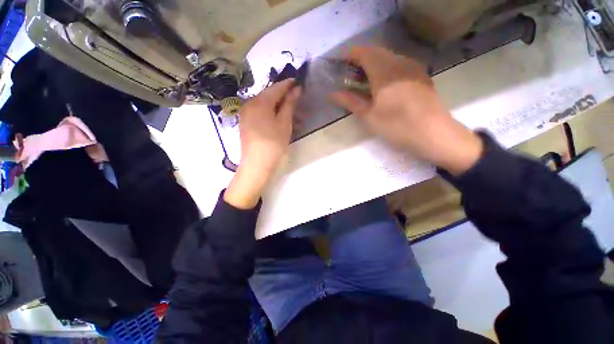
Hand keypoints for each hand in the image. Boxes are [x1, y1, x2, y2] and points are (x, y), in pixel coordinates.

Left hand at [224, 79, 300, 208]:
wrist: (256, 163)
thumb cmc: (274, 143)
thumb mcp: (284, 123)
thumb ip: (289, 104)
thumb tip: (295, 89)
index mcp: (260, 101)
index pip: (276, 88)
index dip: (288, 84)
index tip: (298, 81)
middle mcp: (249, 103)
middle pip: (268, 94)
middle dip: (282, 94)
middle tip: (295, 96)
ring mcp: (245, 112)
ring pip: (263, 102)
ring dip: (276, 103)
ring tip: (288, 107)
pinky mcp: (244, 121)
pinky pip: (258, 110)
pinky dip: (269, 110)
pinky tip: (276, 115)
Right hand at [331, 46, 482, 174]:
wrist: (433, 133)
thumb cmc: (396, 126)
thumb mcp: (369, 116)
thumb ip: (350, 101)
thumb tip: (332, 94)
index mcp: (384, 71)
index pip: (364, 53)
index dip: (350, 55)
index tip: (340, 64)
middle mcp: (399, 62)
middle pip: (376, 52)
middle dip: (361, 60)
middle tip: (350, 75)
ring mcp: (413, 67)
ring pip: (389, 57)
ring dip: (374, 64)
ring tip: (365, 80)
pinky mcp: (421, 75)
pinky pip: (400, 64)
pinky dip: (387, 69)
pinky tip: (384, 84)